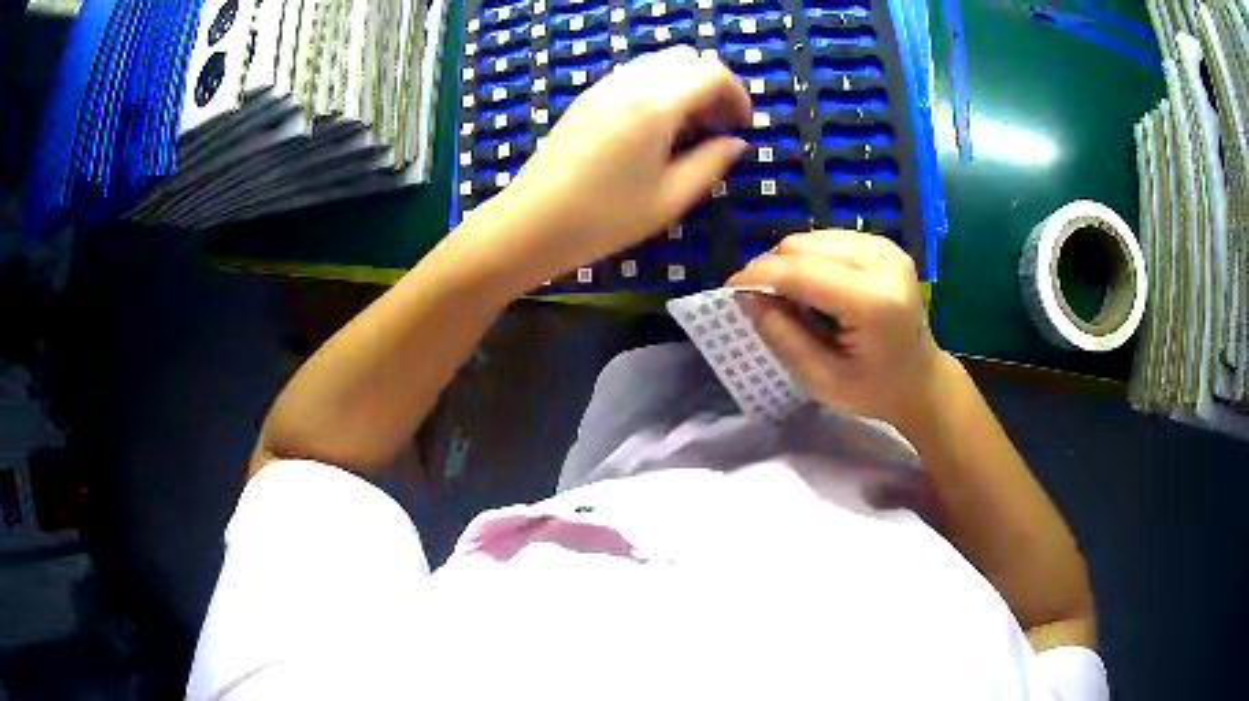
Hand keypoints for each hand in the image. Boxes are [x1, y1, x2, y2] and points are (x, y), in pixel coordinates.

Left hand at [479, 46, 750, 282]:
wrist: (532, 222)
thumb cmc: (604, 217)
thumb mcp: (670, 198)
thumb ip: (711, 164)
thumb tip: (736, 143)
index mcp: (657, 104)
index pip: (713, 72)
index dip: (738, 95)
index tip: (742, 126)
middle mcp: (631, 83)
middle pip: (686, 58)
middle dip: (712, 84)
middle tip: (716, 125)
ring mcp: (604, 86)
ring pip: (659, 63)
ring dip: (684, 85)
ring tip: (688, 129)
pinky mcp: (587, 98)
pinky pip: (634, 76)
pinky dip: (658, 89)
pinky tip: (654, 129)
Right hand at [727, 230, 949, 434]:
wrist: (920, 378)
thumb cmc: (873, 390)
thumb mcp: (821, 379)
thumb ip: (782, 335)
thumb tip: (745, 296)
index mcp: (875, 301)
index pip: (801, 271)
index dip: (758, 275)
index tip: (729, 290)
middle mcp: (883, 262)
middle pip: (803, 246)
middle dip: (770, 268)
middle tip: (758, 300)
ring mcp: (886, 248)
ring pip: (812, 238)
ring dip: (788, 262)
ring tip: (785, 296)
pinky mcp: (883, 244)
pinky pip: (827, 239)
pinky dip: (807, 258)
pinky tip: (810, 286)